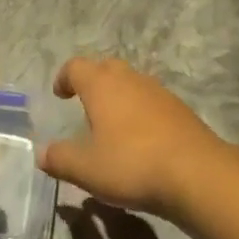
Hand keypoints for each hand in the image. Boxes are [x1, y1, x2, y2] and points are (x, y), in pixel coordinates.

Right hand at [39, 56, 231, 219]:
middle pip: (105, 67)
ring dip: (118, 95)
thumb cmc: (132, 164)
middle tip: (85, 103)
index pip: (75, 66)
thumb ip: (60, 159)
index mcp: (101, 85)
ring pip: (130, 82)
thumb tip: (41, 153)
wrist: (197, 172)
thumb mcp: (87, 169)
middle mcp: (128, 79)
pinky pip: (150, 100)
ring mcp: (157, 91)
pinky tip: (141, 137)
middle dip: (92, 80)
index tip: (60, 94)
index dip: (64, 77)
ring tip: (112, 123)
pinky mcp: (178, 108)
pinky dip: (139, 110)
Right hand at [44, 202, 211, 238]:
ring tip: (111, 212)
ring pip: (136, 224)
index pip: (85, 232)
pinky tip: (139, 237)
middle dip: (98, 205)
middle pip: (113, 219)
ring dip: (121, 214)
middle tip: (87, 202)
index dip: (73, 215)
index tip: (63, 207)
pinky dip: (142, 231)